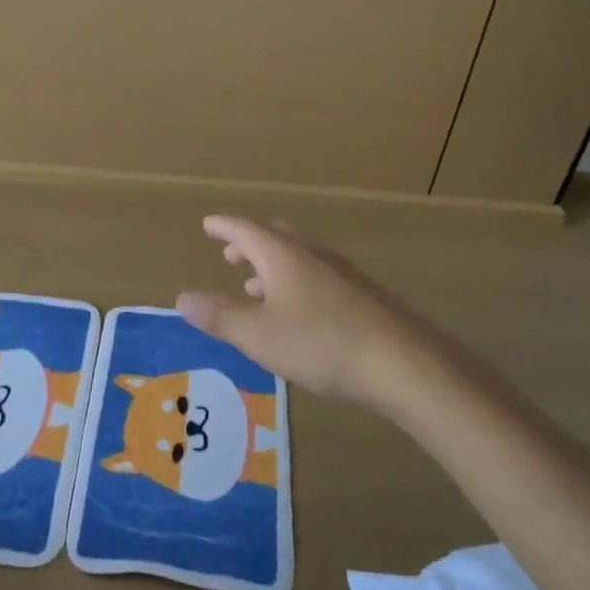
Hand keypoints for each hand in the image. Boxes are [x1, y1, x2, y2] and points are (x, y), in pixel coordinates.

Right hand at [175, 215, 467, 413]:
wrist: (406, 365)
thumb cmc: (322, 344)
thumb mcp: (259, 335)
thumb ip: (220, 316)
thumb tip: (183, 297)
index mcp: (284, 256)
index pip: (247, 230)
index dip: (225, 227)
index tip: (208, 224)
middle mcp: (314, 256)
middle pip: (277, 238)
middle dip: (250, 244)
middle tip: (231, 252)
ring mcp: (343, 275)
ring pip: (300, 259)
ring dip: (273, 266)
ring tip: (255, 284)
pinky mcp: (363, 298)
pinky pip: (318, 277)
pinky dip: (295, 283)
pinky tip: (297, 312)